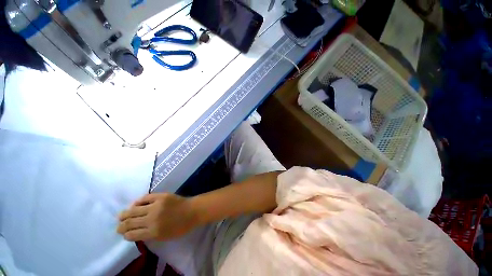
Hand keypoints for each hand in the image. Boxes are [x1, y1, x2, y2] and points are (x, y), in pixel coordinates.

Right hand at [117, 193, 197, 241]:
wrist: (193, 210)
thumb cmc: (181, 226)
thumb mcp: (165, 237)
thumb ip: (150, 235)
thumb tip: (137, 232)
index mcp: (153, 232)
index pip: (132, 234)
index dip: (126, 234)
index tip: (123, 234)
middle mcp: (152, 219)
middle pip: (130, 222)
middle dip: (122, 225)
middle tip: (118, 226)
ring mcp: (156, 205)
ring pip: (134, 209)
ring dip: (125, 213)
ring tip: (121, 215)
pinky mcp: (161, 196)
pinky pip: (145, 198)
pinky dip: (138, 201)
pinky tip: (134, 204)